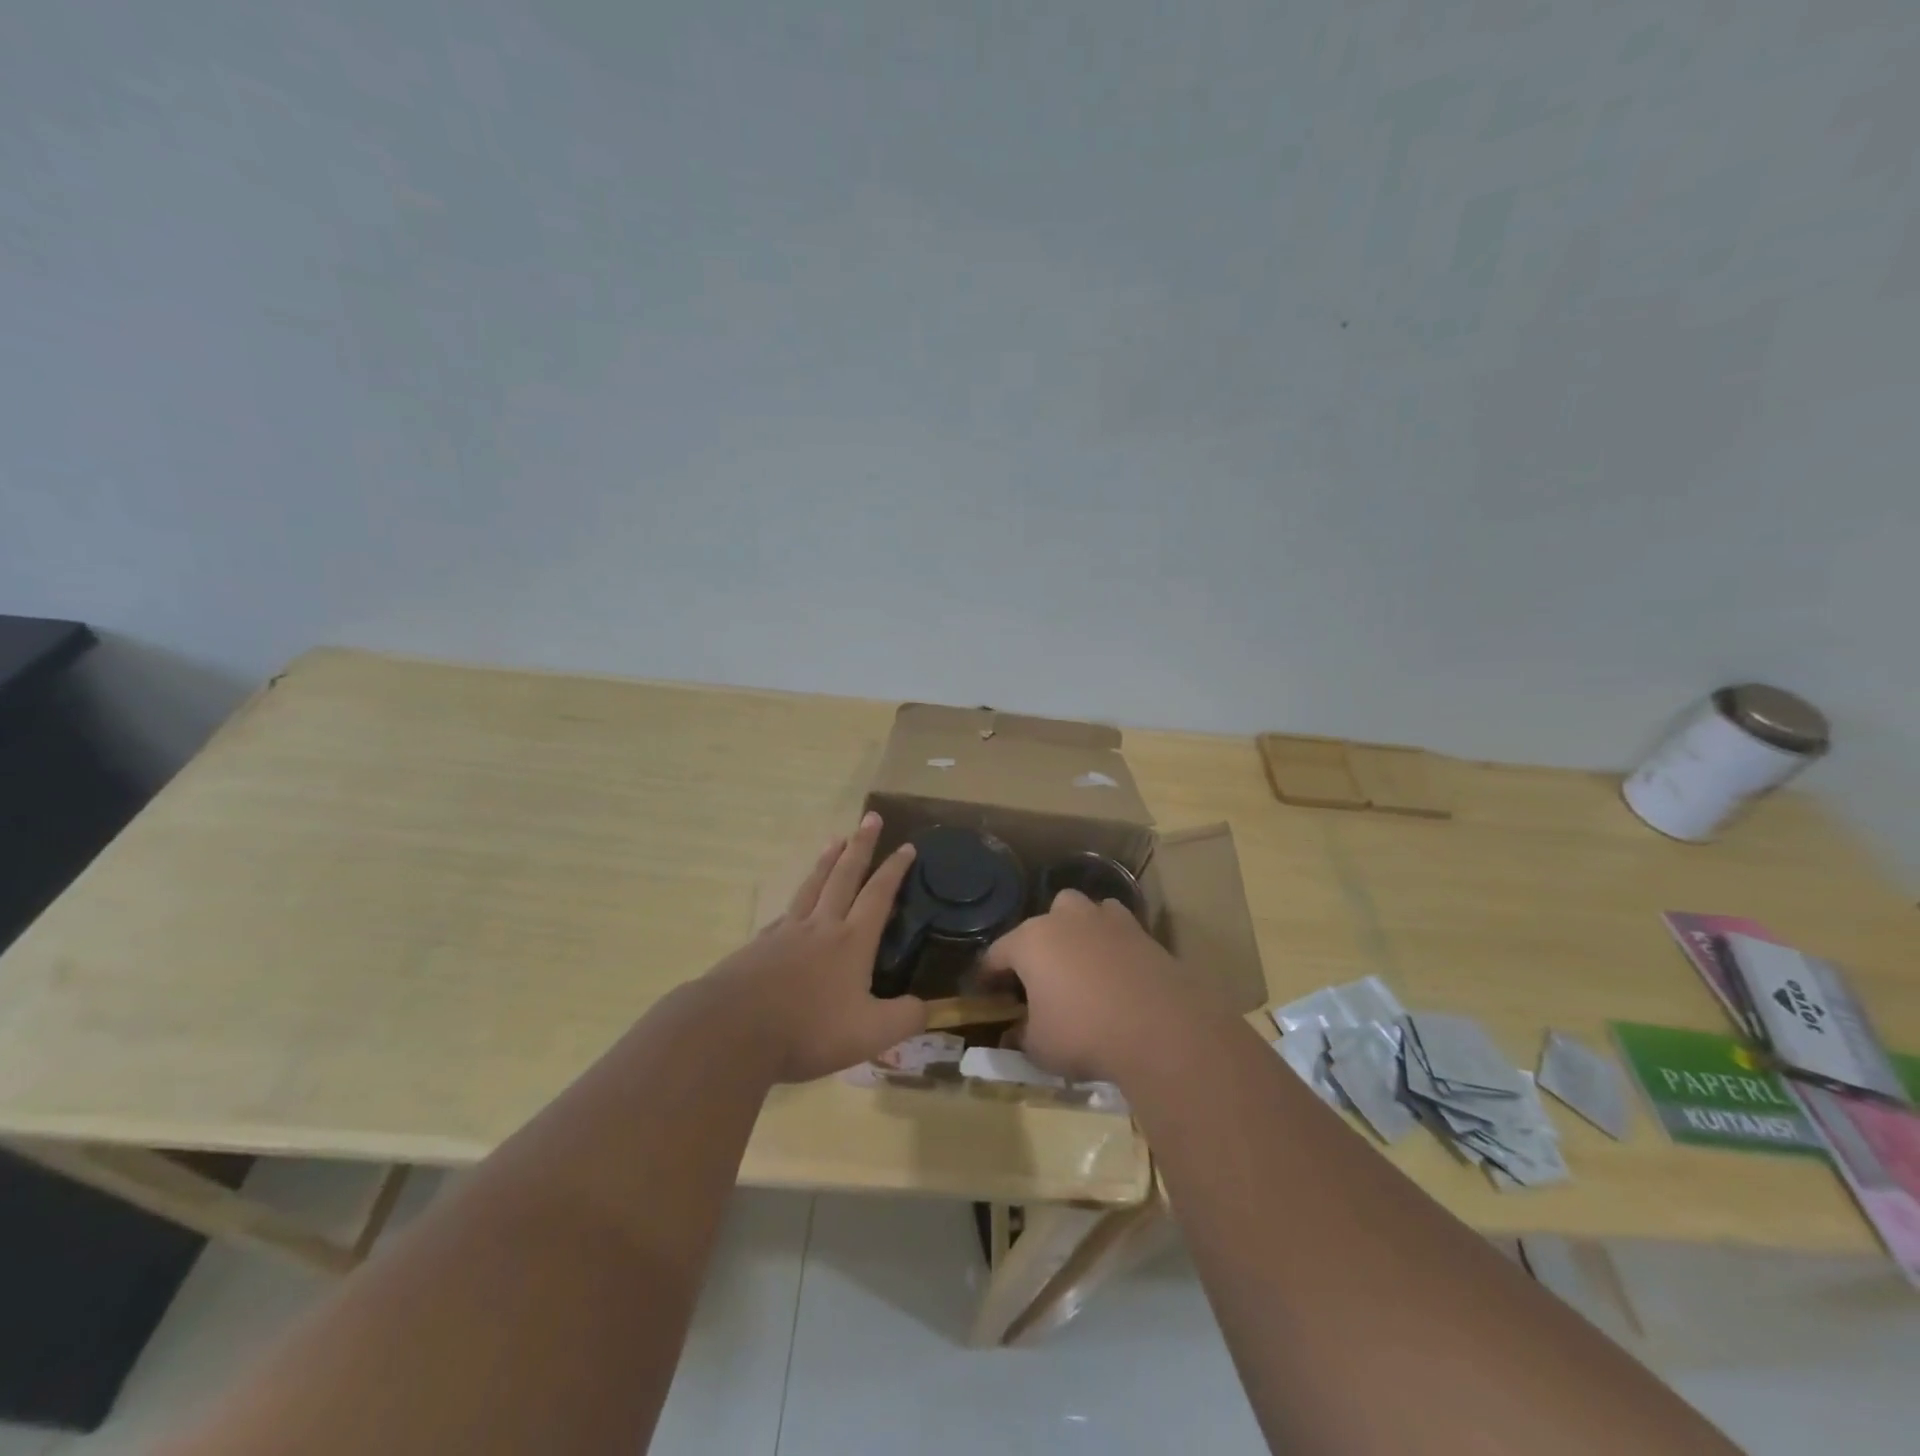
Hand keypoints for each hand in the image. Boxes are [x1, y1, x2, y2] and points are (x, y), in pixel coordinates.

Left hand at [705, 813, 926, 1082]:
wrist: (733, 1030)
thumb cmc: (808, 1030)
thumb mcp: (870, 1034)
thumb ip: (905, 1018)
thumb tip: (927, 1006)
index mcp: (851, 941)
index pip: (878, 895)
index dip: (895, 870)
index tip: (907, 845)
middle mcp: (821, 926)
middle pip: (844, 876)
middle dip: (861, 846)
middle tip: (870, 818)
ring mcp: (785, 933)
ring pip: (811, 886)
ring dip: (826, 861)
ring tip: (834, 840)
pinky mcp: (758, 948)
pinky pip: (784, 914)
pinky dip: (796, 901)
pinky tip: (793, 905)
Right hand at [981, 890, 1236, 1084]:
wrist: (1160, 1027)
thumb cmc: (1084, 1034)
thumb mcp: (1039, 1047)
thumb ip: (1021, 1036)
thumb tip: (1015, 1034)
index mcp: (1030, 941)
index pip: (997, 953)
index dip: (989, 974)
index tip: (987, 993)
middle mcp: (1064, 919)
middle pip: (1041, 922)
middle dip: (1038, 945)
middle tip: (1041, 978)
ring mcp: (1105, 919)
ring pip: (1082, 912)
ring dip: (1076, 931)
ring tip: (1081, 964)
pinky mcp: (1140, 930)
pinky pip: (1117, 927)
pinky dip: (1112, 941)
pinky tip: (1116, 968)